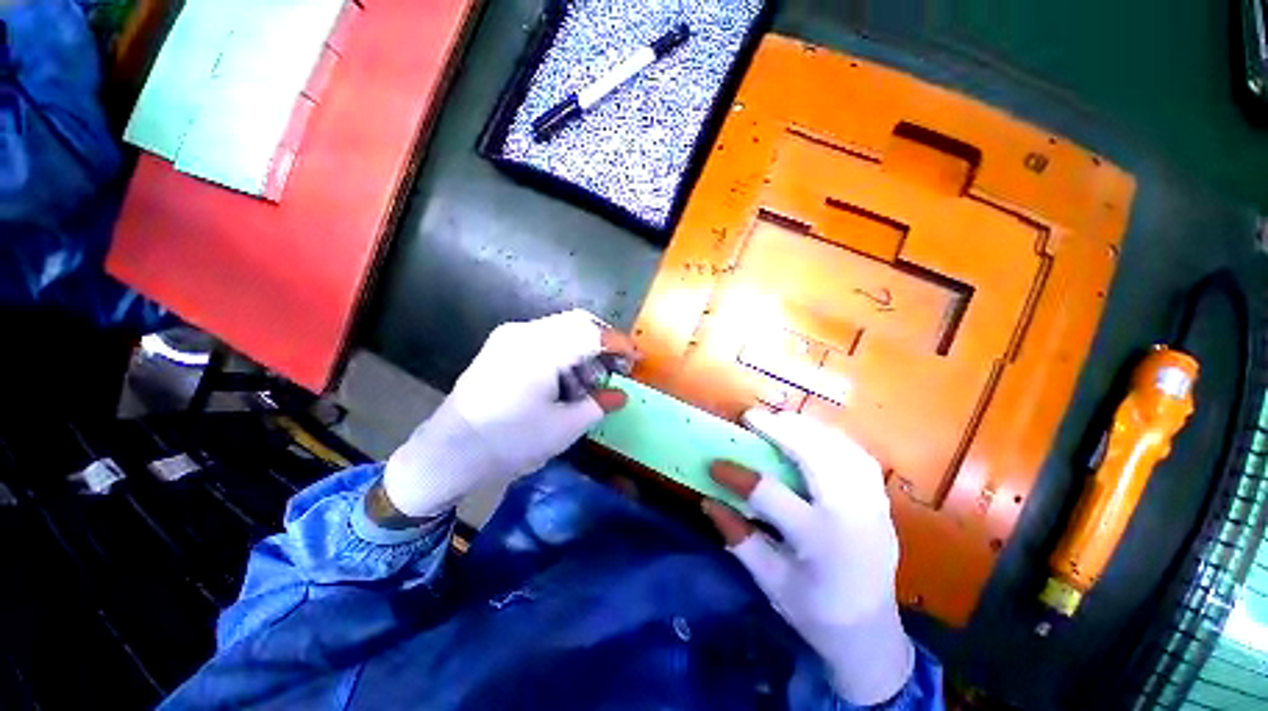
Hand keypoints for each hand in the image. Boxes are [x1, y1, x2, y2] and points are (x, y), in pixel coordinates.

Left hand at [382, 310, 638, 518]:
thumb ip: (598, 405)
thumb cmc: (508, 442)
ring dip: (584, 349)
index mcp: (540, 350)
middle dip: (603, 342)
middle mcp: (524, 332)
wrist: (448, 453)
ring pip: (562, 329)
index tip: (638, 358)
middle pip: (578, 322)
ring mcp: (509, 337)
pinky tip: (566, 381)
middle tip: (618, 366)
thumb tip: (621, 395)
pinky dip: (565, 354)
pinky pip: (544, 339)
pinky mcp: (502, 346)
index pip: (591, 334)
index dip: (620, 344)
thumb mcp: (562, 428)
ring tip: (590, 382)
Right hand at [703, 409, 914, 705]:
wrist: (872, 635)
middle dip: (781, 430)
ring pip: (841, 449)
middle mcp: (851, 516)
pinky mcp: (881, 502)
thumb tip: (708, 501)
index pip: (770, 495)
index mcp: (819, 542)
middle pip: (815, 457)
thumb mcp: (770, 581)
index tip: (714, 463)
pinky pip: (858, 456)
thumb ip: (738, 538)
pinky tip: (813, 435)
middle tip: (752, 417)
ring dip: (807, 428)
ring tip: (779, 419)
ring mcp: (873, 506)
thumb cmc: (815, 612)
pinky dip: (832, 438)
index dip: (737, 475)